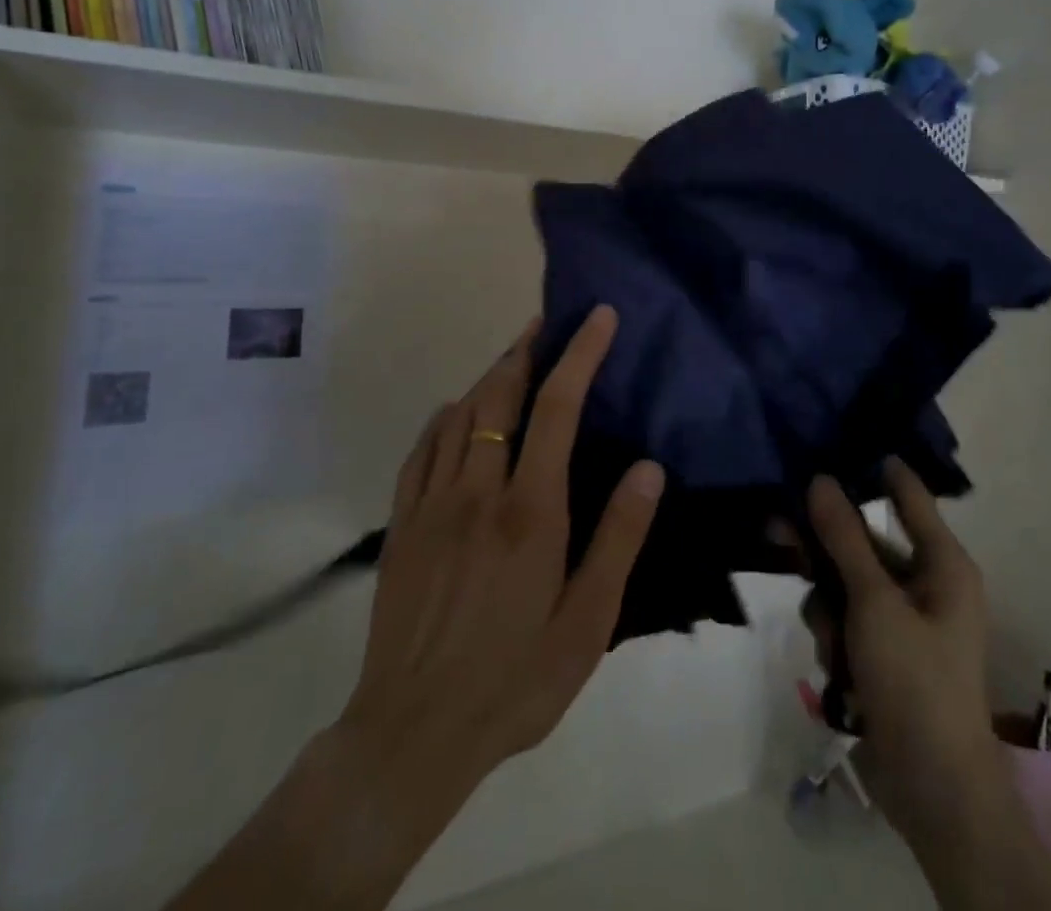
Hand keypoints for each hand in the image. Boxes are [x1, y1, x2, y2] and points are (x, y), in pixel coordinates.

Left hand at [167, 307, 663, 910]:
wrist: (413, 733)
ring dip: (489, 376)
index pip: (558, 408)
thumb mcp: (587, 623)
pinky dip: (445, 417)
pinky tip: (456, 414)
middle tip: (546, 324)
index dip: (579, 353)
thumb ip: (618, 539)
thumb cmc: (515, 680)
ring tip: (512, 359)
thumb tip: (649, 468)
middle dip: (526, 349)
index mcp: (530, 510)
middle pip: (500, 395)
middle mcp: (478, 491)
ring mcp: (432, 504)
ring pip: (460, 414)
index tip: (597, 316)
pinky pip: (422, 450)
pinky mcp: (402, 525)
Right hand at [803, 461, 1007, 851]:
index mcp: (943, 564)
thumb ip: (844, 539)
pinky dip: (835, 639)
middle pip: (863, 542)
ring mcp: (901, 621)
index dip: (874, 468)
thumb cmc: (915, 680)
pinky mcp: (881, 652)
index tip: (833, 440)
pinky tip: (839, 671)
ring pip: (845, 584)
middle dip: (826, 548)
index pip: (907, 495)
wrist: (932, 789)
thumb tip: (821, 479)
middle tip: (779, 531)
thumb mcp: (875, 603)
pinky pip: (845, 621)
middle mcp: (925, 584)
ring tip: (833, 642)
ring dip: (829, 608)